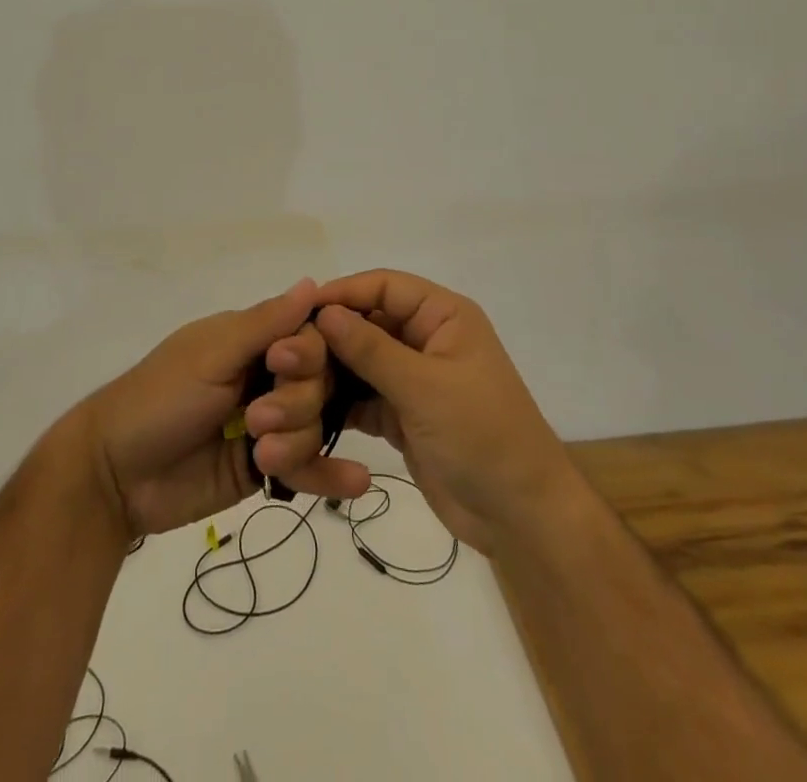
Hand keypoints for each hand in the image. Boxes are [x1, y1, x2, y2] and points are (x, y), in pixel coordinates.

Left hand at [79, 278, 372, 537]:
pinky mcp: (264, 468)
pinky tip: (358, 481)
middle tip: (256, 419)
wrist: (115, 475)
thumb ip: (265, 324)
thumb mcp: (211, 355)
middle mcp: (265, 377)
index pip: (308, 336)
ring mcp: (267, 425)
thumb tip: (313, 283)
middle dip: (296, 403)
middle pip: (318, 382)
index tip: (280, 366)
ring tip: (262, 457)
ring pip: (315, 424)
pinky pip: (307, 467)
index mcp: (251, 341)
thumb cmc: (159, 398)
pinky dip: (330, 474)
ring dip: (297, 442)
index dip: (307, 352)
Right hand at [313, 270, 578, 555]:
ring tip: (288, 383)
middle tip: (284, 354)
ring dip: (330, 371)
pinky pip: (363, 398)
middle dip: (330, 336)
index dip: (343, 293)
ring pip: (361, 362)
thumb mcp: (425, 388)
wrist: (522, 518)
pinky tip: (306, 411)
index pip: (385, 286)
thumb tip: (324, 312)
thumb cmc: (483, 436)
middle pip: (368, 322)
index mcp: (443, 316)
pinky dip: (339, 403)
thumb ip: (371, 350)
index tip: (299, 310)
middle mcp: (427, 339)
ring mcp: (414, 379)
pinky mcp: (404, 415)